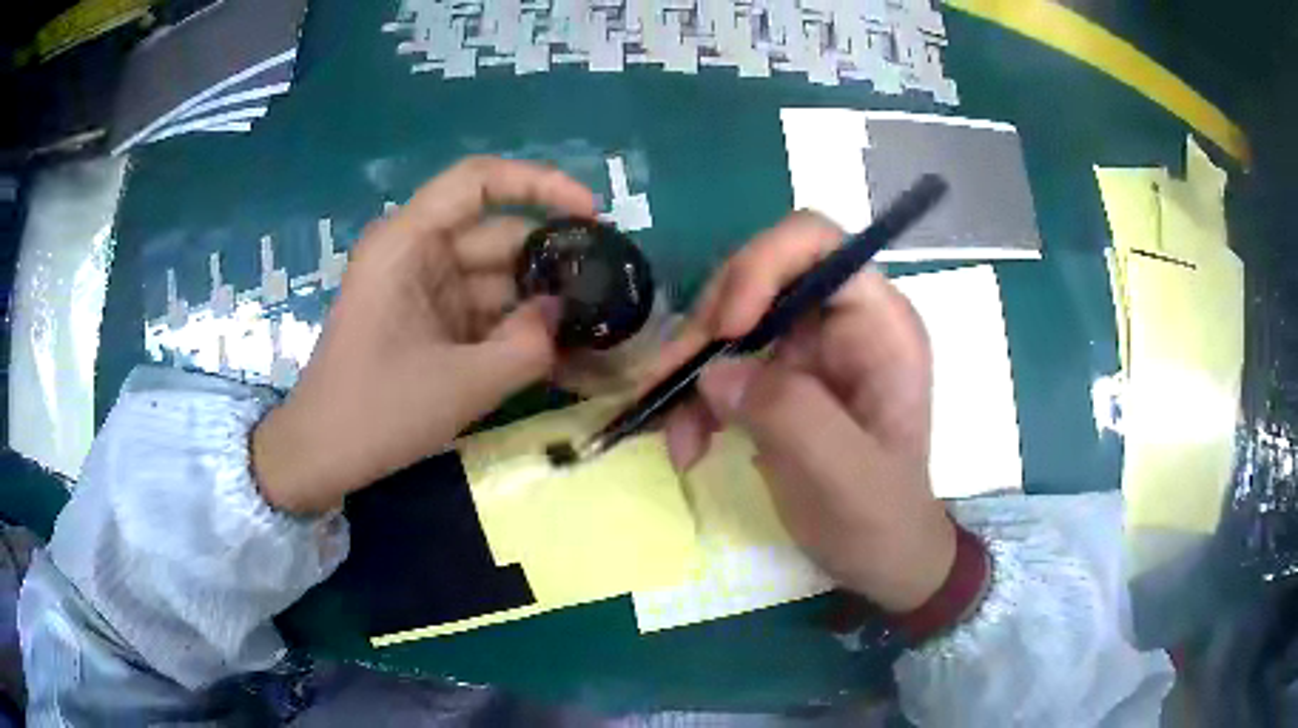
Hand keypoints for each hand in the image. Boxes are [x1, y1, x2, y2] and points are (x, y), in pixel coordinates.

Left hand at [252, 157, 595, 513]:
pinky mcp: (426, 319)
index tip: (592, 215)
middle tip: (605, 295)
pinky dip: (514, 328)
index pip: (479, 181)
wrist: (322, 456)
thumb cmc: (377, 412)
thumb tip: (562, 314)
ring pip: (494, 276)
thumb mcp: (462, 384)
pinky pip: (480, 309)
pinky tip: (554, 353)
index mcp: (408, 243)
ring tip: (591, 330)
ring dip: (536, 302)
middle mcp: (415, 252)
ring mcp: (420, 287)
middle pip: (496, 235)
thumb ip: (528, 346)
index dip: (541, 184)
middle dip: (550, 262)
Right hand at [655, 212, 954, 611]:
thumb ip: (791, 415)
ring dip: (690, 371)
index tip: (727, 330)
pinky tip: (686, 445)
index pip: (817, 243)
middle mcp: (840, 320)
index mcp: (879, 323)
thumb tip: (715, 371)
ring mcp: (807, 348)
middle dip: (710, 327)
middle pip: (758, 276)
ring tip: (676, 435)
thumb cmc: (881, 521)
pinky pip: (719, 364)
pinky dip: (692, 398)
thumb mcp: (846, 477)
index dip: (763, 265)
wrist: (880, 560)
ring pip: (728, 321)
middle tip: (675, 384)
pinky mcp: (778, 379)